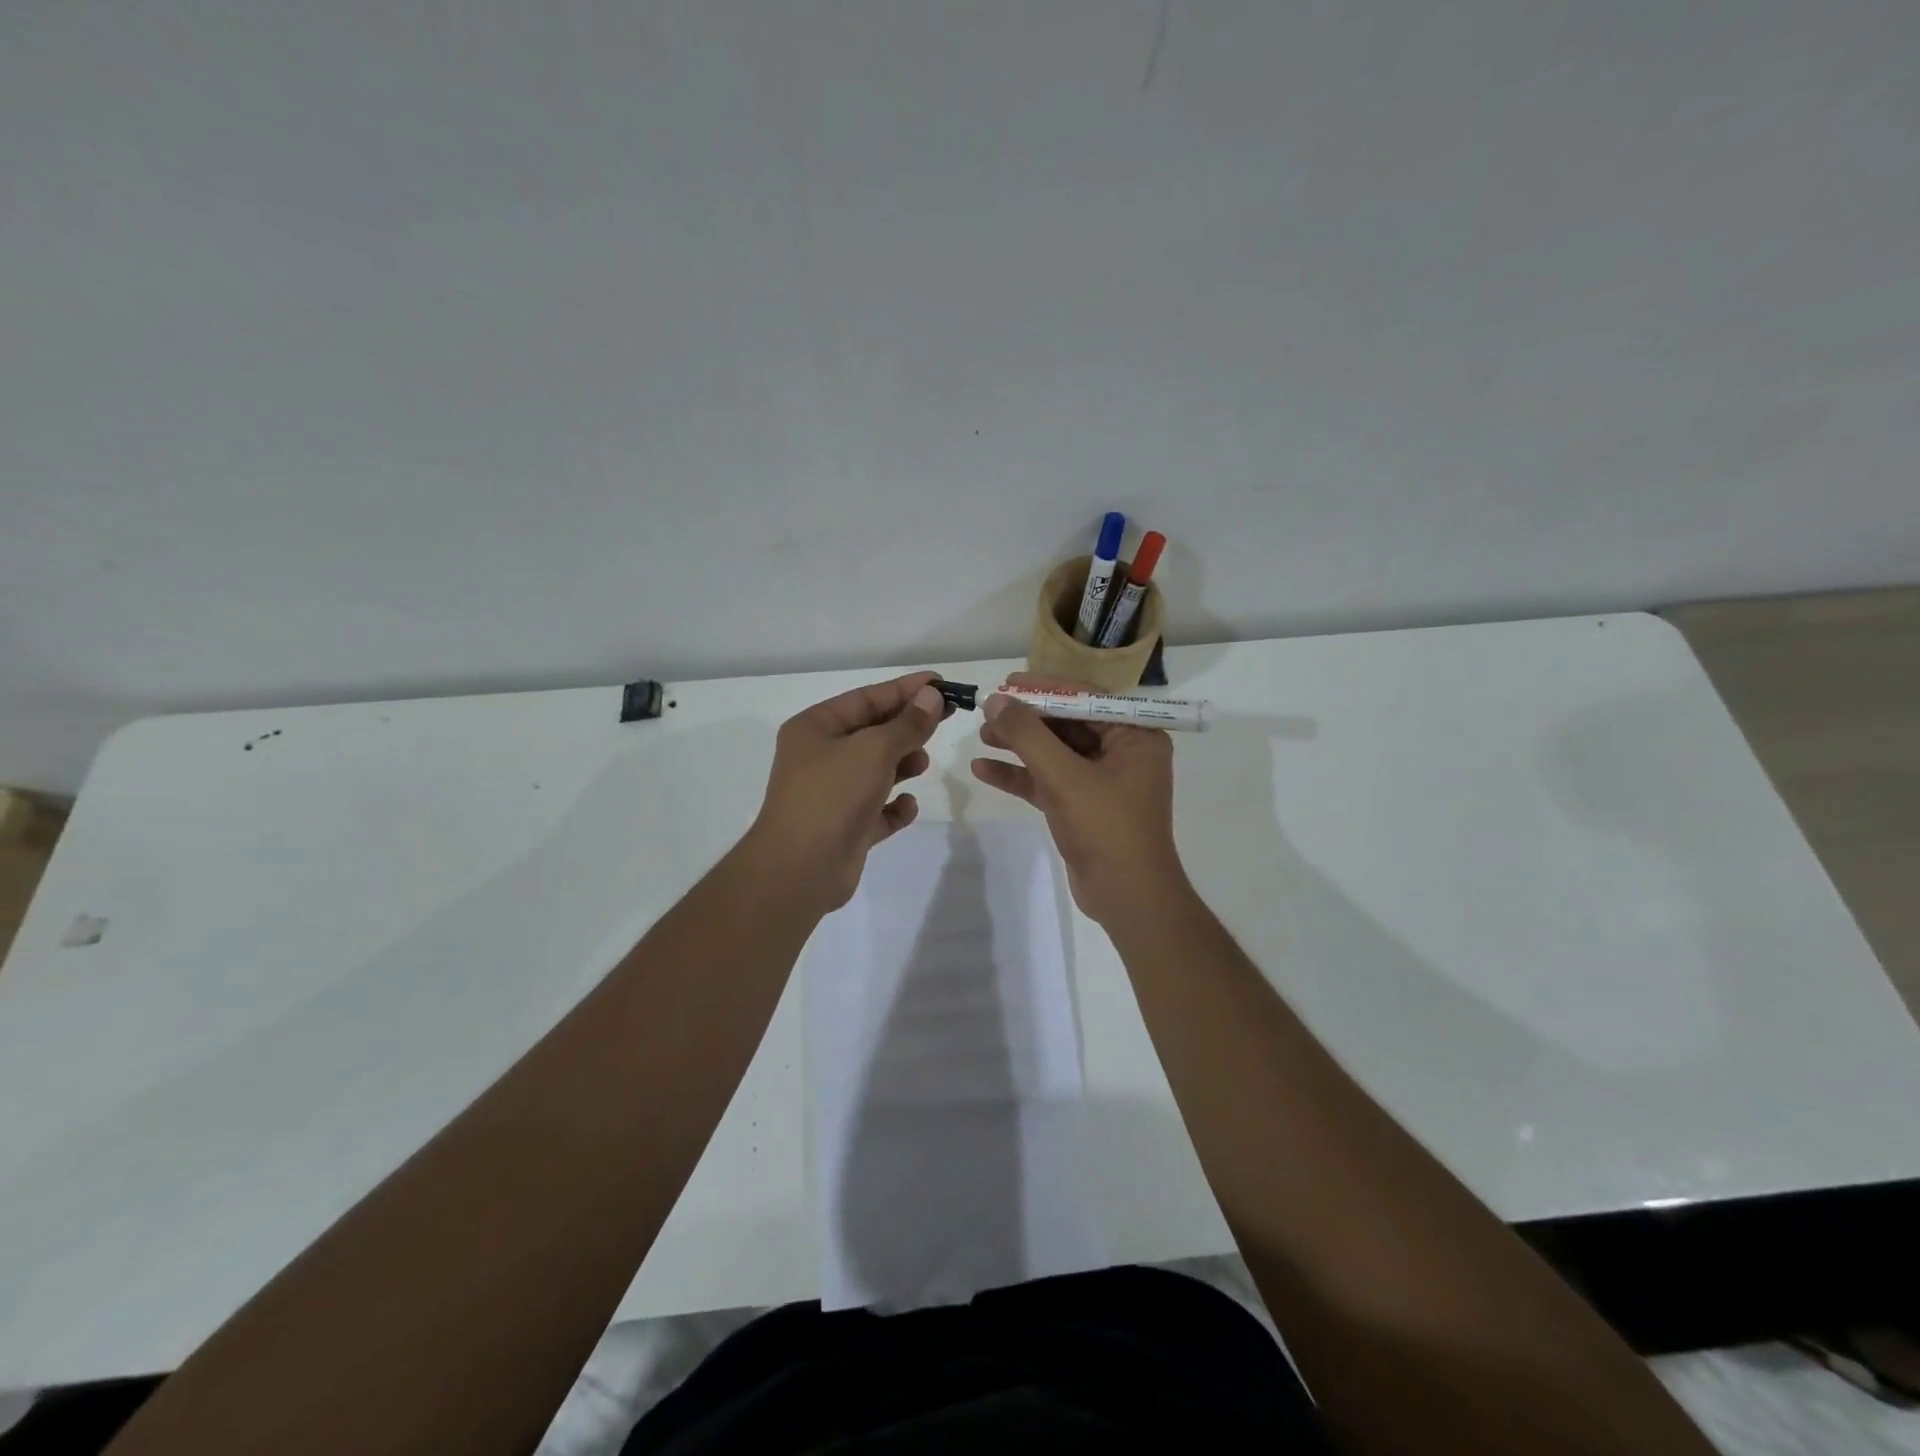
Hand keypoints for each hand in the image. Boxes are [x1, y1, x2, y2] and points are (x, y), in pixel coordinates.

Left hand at [744, 671, 948, 913]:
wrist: (800, 869)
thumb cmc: (832, 795)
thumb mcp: (874, 750)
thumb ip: (908, 724)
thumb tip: (932, 696)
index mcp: (815, 728)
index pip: (867, 697)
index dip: (906, 689)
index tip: (942, 684)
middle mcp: (821, 756)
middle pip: (873, 732)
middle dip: (907, 726)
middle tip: (946, 719)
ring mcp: (833, 793)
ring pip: (877, 769)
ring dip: (903, 764)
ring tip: (922, 763)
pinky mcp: (846, 827)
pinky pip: (878, 809)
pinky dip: (895, 806)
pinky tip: (906, 806)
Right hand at [969, 674, 1181, 923]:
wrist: (1127, 898)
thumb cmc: (1107, 829)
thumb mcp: (1065, 777)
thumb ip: (1029, 736)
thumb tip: (995, 701)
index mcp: (1135, 737)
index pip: (1086, 699)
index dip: (1044, 689)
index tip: (1007, 683)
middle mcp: (1122, 753)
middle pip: (1066, 724)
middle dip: (1026, 720)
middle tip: (987, 711)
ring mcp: (1101, 781)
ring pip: (1054, 753)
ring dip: (1018, 745)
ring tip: (981, 736)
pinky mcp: (1082, 806)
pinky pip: (1048, 781)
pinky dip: (1019, 776)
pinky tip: (983, 770)